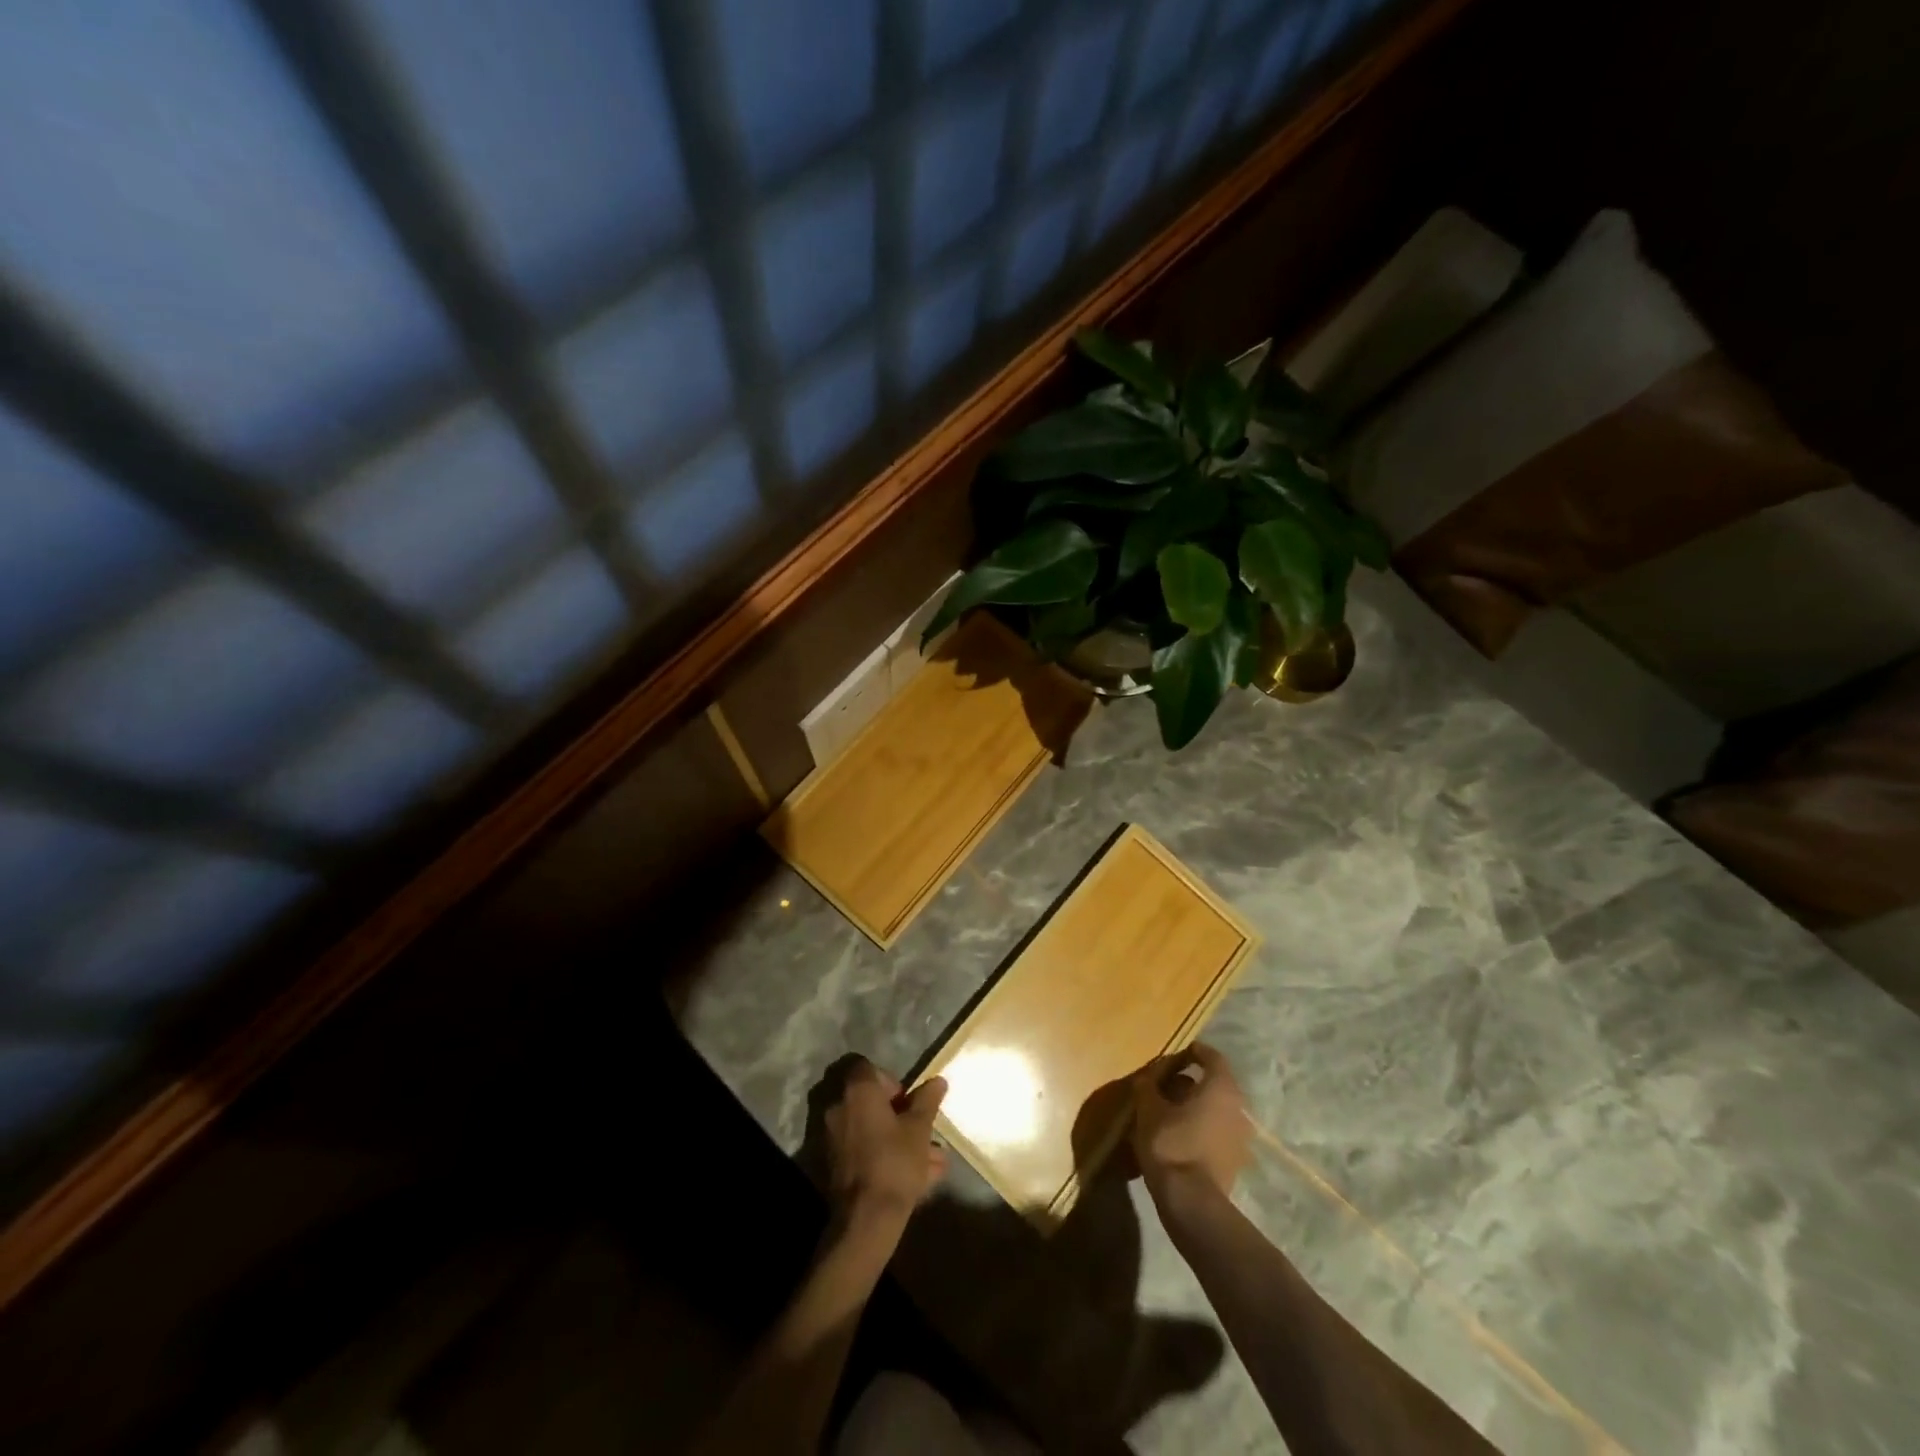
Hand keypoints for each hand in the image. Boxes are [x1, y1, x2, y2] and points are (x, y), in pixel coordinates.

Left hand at [824, 1060, 947, 1226]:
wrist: (866, 1219)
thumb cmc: (895, 1162)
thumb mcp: (920, 1128)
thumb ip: (928, 1100)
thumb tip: (938, 1080)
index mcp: (858, 1091)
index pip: (868, 1068)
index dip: (890, 1080)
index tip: (907, 1101)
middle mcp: (838, 1108)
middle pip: (869, 1101)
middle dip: (896, 1114)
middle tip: (919, 1131)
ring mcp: (832, 1137)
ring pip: (869, 1130)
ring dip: (895, 1139)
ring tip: (930, 1161)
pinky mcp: (833, 1164)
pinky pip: (862, 1151)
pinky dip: (883, 1157)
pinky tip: (914, 1177)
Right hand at [1130, 1043, 1251, 1200]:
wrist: (1191, 1202)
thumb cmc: (1171, 1144)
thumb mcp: (1149, 1109)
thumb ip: (1148, 1086)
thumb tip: (1148, 1078)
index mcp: (1221, 1088)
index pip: (1212, 1057)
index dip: (1194, 1052)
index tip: (1177, 1053)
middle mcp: (1238, 1108)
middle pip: (1214, 1085)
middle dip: (1189, 1082)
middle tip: (1164, 1084)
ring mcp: (1240, 1137)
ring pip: (1215, 1110)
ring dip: (1194, 1107)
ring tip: (1167, 1112)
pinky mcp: (1235, 1161)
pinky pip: (1216, 1132)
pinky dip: (1199, 1128)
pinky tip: (1177, 1136)